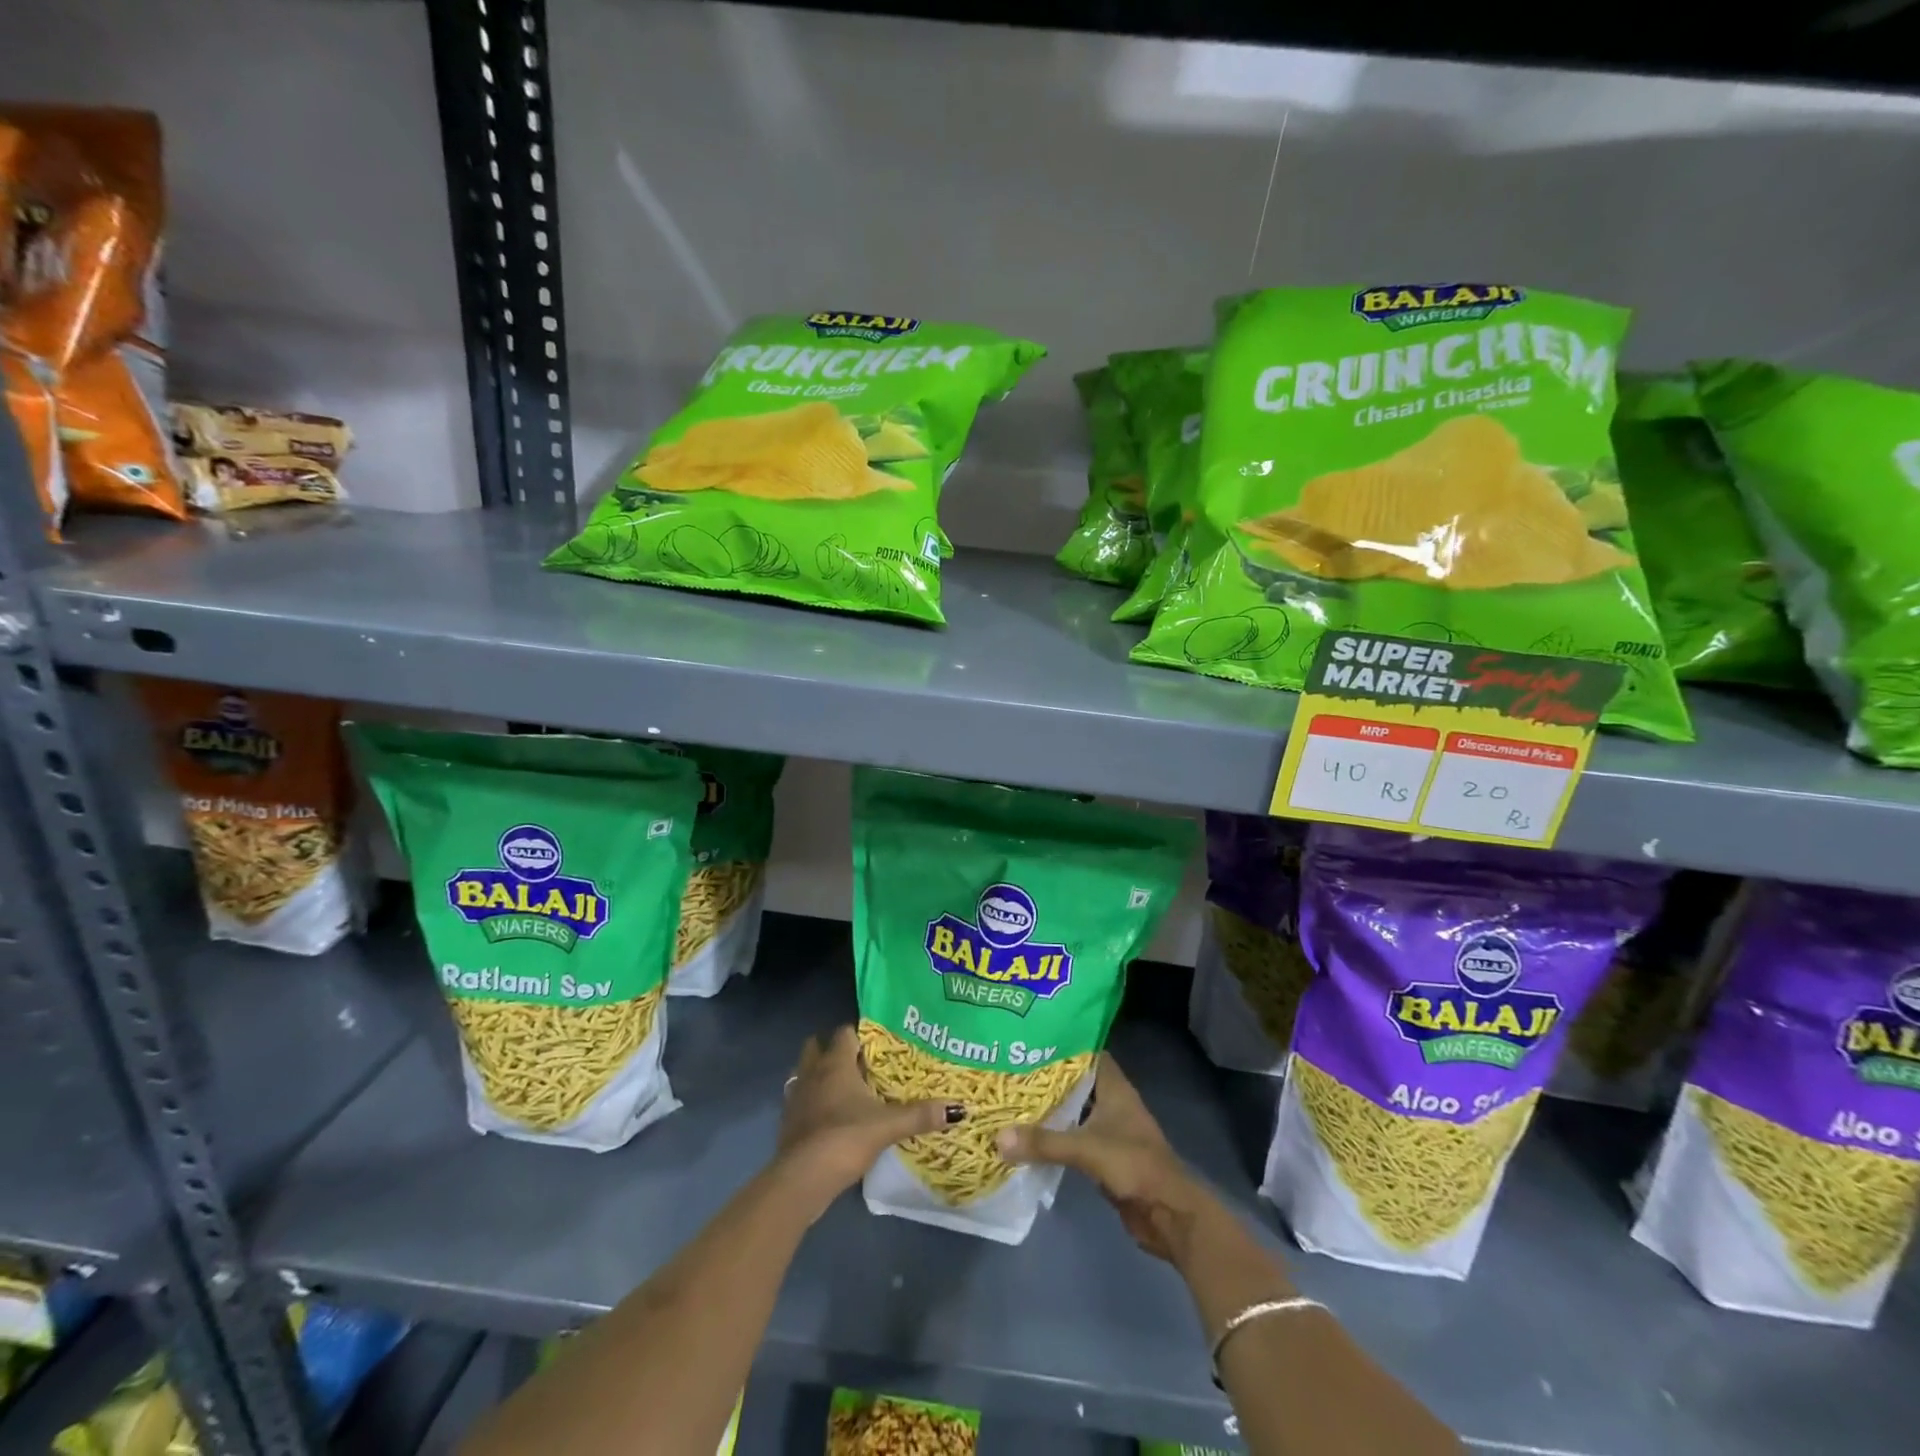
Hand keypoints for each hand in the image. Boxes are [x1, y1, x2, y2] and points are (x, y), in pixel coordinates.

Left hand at [774, 1026, 962, 1214]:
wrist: (801, 1179)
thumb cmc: (845, 1138)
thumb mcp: (888, 1126)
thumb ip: (920, 1115)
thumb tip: (958, 1109)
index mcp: (835, 1063)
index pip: (845, 1033)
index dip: (860, 1034)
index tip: (879, 1044)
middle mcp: (812, 1072)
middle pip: (818, 1046)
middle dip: (834, 1051)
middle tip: (860, 1064)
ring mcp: (796, 1097)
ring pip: (805, 1073)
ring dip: (820, 1076)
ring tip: (844, 1089)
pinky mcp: (788, 1122)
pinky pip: (801, 1100)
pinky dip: (812, 1103)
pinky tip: (830, 1118)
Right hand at [996, 1053, 1212, 1264]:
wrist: (1168, 1214)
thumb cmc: (1134, 1165)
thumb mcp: (1086, 1148)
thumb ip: (1044, 1142)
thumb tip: (998, 1137)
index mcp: (1114, 1087)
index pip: (1087, 1052)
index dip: (1062, 1043)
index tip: (1030, 1039)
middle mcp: (1111, 1102)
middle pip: (1076, 1081)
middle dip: (1047, 1077)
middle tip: (1011, 1068)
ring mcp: (1109, 1130)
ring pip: (1074, 1110)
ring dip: (1049, 1108)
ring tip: (1012, 1098)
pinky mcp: (1104, 1156)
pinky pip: (1073, 1137)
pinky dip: (1054, 1136)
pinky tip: (1028, 1136)